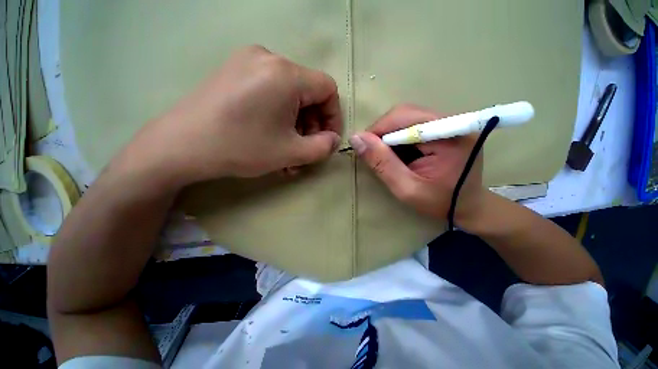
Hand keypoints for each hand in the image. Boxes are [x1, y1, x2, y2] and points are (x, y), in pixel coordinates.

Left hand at [129, 45, 342, 186]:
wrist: (179, 147)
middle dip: (312, 126)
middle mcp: (268, 58)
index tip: (327, 140)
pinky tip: (272, 137)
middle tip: (305, 151)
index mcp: (285, 74)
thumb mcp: (291, 153)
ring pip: (289, 95)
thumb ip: (323, 147)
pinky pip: (271, 93)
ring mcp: (248, 62)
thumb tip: (334, 139)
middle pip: (308, 93)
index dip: (333, 117)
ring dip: (295, 125)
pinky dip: (279, 116)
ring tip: (288, 152)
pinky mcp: (235, 72)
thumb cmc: (241, 148)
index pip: (328, 89)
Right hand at [349, 104, 485, 225]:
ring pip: (405, 118)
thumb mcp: (406, 188)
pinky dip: (398, 138)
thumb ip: (381, 163)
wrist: (468, 206)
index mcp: (448, 135)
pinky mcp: (444, 128)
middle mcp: (451, 121)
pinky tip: (400, 154)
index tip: (364, 150)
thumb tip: (356, 139)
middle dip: (382, 133)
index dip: (377, 131)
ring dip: (389, 136)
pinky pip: (412, 125)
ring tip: (388, 158)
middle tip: (375, 155)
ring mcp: (448, 123)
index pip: (403, 117)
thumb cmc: (439, 202)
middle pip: (404, 114)